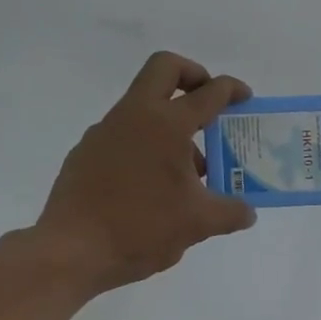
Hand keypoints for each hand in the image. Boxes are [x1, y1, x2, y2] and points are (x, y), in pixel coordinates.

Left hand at [27, 52, 256, 291]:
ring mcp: (104, 132)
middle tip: (209, 102)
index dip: (231, 90)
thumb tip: (248, 213)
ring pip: (143, 106)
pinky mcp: (86, 153)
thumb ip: (231, 213)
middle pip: (164, 68)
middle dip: (193, 75)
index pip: (207, 93)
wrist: (72, 251)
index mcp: (166, 125)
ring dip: (171, 122)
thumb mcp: (198, 224)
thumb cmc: (142, 228)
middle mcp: (133, 116)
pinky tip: (155, 188)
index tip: (245, 98)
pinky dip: (147, 146)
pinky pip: (125, 135)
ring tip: (190, 170)